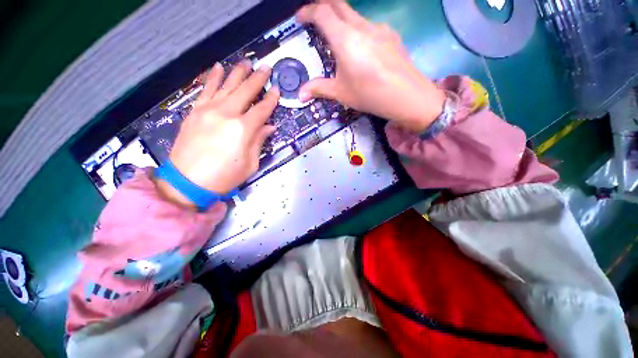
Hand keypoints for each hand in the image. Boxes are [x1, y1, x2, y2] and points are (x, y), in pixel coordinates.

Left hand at [155, 61, 279, 208]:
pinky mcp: (195, 111)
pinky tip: (218, 67)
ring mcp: (208, 110)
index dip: (271, 100)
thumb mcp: (250, 164)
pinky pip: (206, 89)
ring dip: (238, 73)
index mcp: (242, 129)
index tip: (277, 91)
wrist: (187, 181)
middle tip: (266, 68)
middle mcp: (226, 114)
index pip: (261, 110)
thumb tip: (268, 127)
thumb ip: (259, 141)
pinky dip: (213, 77)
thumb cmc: (224, 176)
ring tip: (247, 62)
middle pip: (245, 91)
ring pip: (226, 85)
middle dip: (258, 79)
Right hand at [297, 0, 445, 131]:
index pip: (322, 12)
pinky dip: (359, 31)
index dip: (308, 11)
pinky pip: (370, 27)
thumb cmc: (369, 94)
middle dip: (323, 7)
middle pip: (339, 4)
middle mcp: (362, 27)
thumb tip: (300, 94)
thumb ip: (319, 89)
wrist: (407, 96)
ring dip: (343, 21)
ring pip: (355, 15)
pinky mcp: (391, 35)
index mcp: (345, 39)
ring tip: (339, 41)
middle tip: (315, 20)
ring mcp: (379, 29)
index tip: (301, 19)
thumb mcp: (341, 93)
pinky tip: (362, 50)